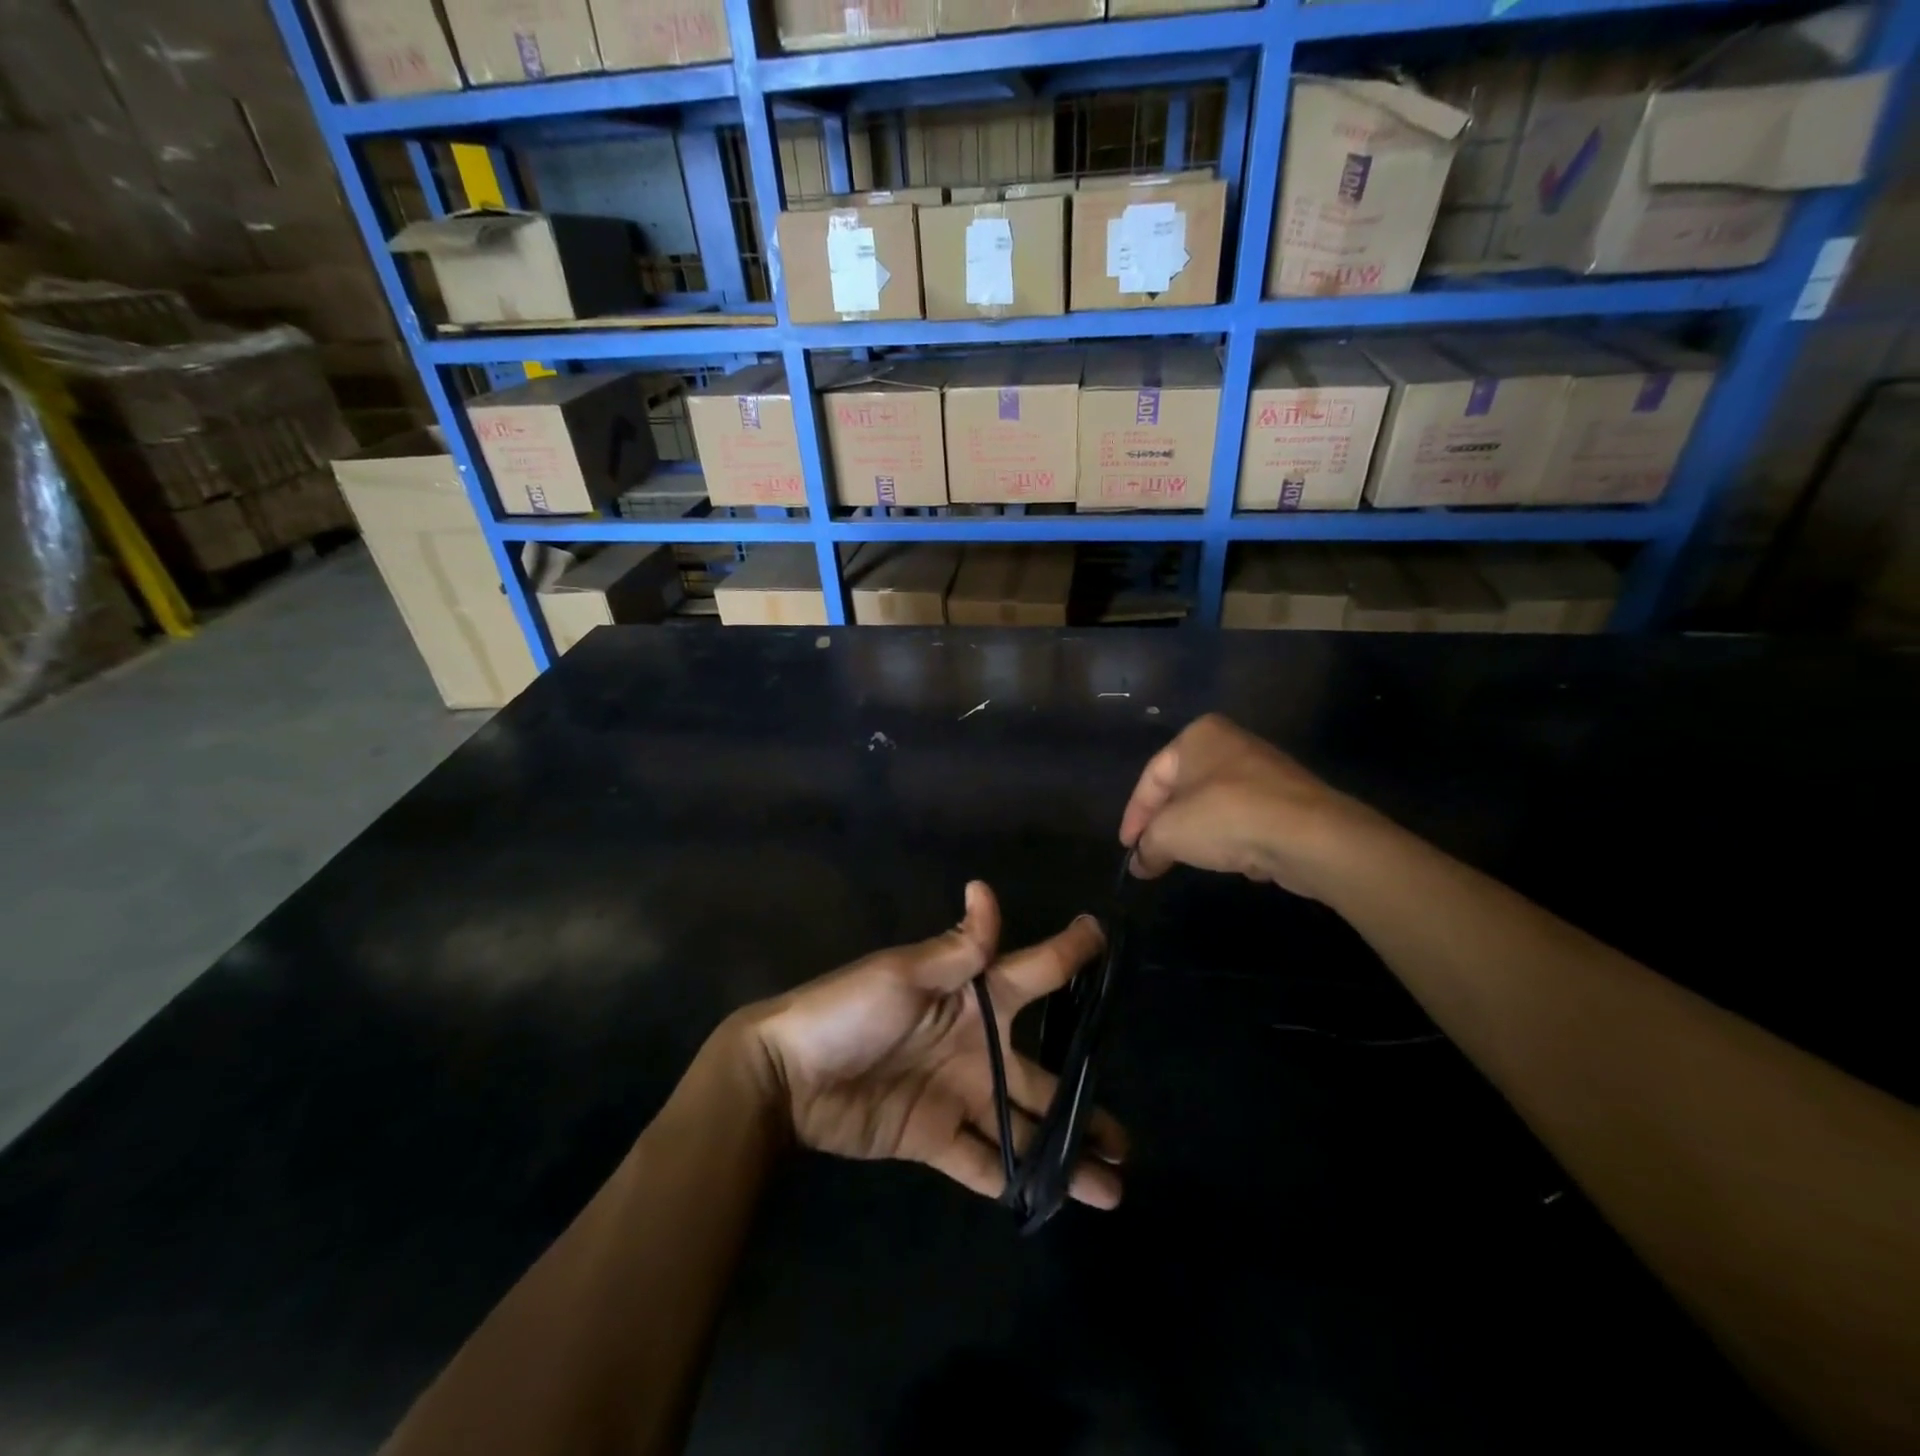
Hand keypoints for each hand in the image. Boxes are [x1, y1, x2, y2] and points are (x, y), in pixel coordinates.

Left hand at [738, 882, 1127, 1209]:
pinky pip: (981, 1161)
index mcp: (973, 996)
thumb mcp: (903, 974)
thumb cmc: (848, 1010)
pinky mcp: (934, 1136)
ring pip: (1022, 1126)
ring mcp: (957, 1094)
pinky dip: (1013, 1179)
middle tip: (1128, 1139)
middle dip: (1082, 1102)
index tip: (1105, 937)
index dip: (1069, 954)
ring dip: (1063, 1154)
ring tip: (1112, 1186)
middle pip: (1040, 1075)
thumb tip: (985, 889)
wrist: (787, 1076)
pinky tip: (1051, 1200)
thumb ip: (956, 949)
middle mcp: (975, 1045)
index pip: (1033, 972)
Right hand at [1119, 713, 1365, 897]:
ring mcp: (1263, 769)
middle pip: (1182, 789)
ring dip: (1197, 832)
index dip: (1134, 816)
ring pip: (1214, 804)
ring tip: (1183, 859)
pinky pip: (1244, 818)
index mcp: (1197, 736)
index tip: (1128, 847)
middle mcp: (1230, 743)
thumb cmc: (1225, 817)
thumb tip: (1139, 863)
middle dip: (1165, 824)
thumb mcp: (1169, 833)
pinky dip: (1231, 838)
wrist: (1309, 835)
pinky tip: (1229, 860)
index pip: (1152, 777)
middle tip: (1150, 853)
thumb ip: (1147, 846)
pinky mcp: (1289, 798)